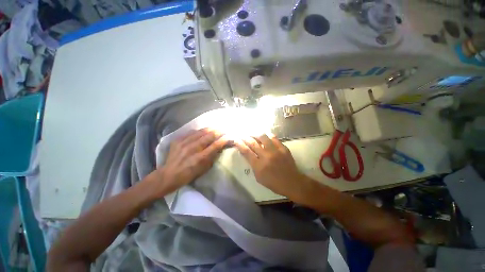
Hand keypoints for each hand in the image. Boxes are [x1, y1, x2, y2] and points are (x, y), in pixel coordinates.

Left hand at [153, 129, 228, 195]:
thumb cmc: (188, 175)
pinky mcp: (178, 140)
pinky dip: (198, 131)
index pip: (215, 146)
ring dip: (209, 130)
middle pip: (208, 136)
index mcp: (200, 158)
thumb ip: (212, 157)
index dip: (223, 140)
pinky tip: (201, 131)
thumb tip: (219, 148)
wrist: (168, 175)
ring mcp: (184, 143)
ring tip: (214, 129)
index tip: (228, 137)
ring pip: (200, 132)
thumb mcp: (203, 169)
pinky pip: (191, 132)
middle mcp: (193, 148)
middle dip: (217, 132)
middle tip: (222, 130)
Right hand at [235, 134, 313, 202]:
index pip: (246, 152)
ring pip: (263, 137)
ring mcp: (275, 151)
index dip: (239, 144)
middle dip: (245, 137)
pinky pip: (274, 138)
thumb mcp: (258, 177)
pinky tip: (264, 134)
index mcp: (259, 166)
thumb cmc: (273, 182)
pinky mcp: (283, 148)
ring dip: (255, 133)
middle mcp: (266, 156)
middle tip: (242, 134)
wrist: (292, 182)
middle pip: (253, 143)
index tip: (236, 139)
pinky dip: (268, 135)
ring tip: (252, 132)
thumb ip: (252, 164)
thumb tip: (246, 153)